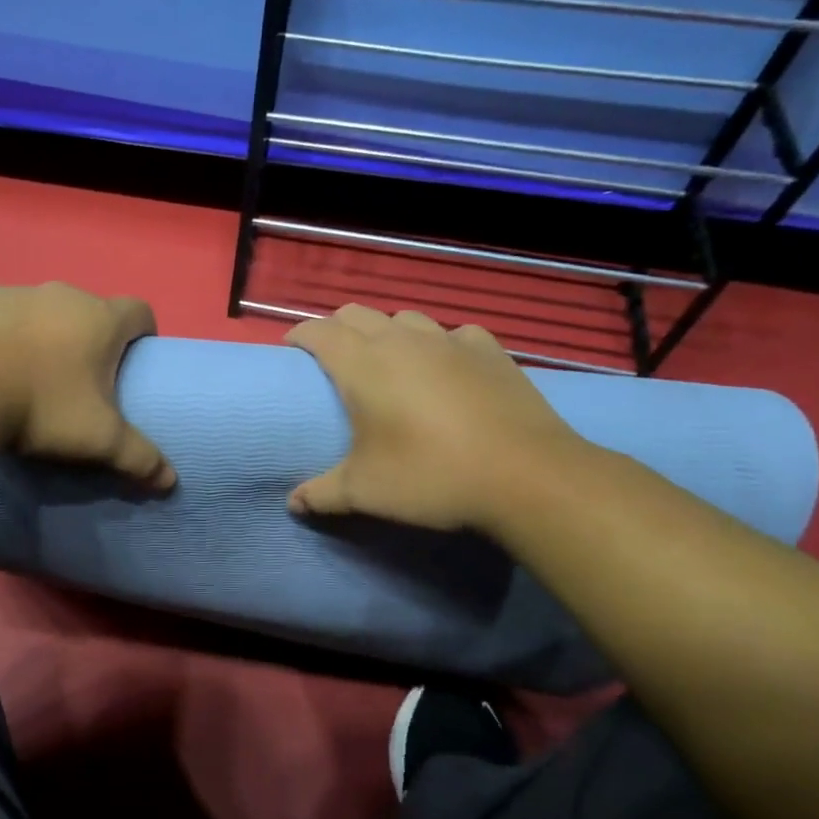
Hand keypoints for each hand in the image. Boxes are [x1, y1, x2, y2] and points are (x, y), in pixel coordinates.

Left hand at [0, 282, 174, 490]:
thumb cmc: (42, 406)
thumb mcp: (98, 439)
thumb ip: (139, 457)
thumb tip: (170, 481)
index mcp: (100, 319)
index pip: (140, 311)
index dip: (142, 334)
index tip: (132, 361)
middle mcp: (63, 294)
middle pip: (88, 311)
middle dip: (88, 339)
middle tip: (76, 381)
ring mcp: (15, 292)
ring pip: (42, 310)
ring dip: (42, 333)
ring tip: (25, 374)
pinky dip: (0, 332)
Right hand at [286, 305, 586, 534]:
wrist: (528, 476)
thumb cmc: (432, 477)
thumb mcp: (365, 492)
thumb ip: (322, 494)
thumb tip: (293, 504)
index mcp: (362, 364)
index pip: (318, 331)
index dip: (299, 336)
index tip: (290, 352)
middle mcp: (401, 340)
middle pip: (356, 313)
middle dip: (337, 328)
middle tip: (333, 359)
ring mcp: (449, 340)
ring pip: (404, 318)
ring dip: (387, 332)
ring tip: (388, 362)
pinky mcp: (490, 350)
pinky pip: (453, 334)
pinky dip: (439, 344)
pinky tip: (446, 368)